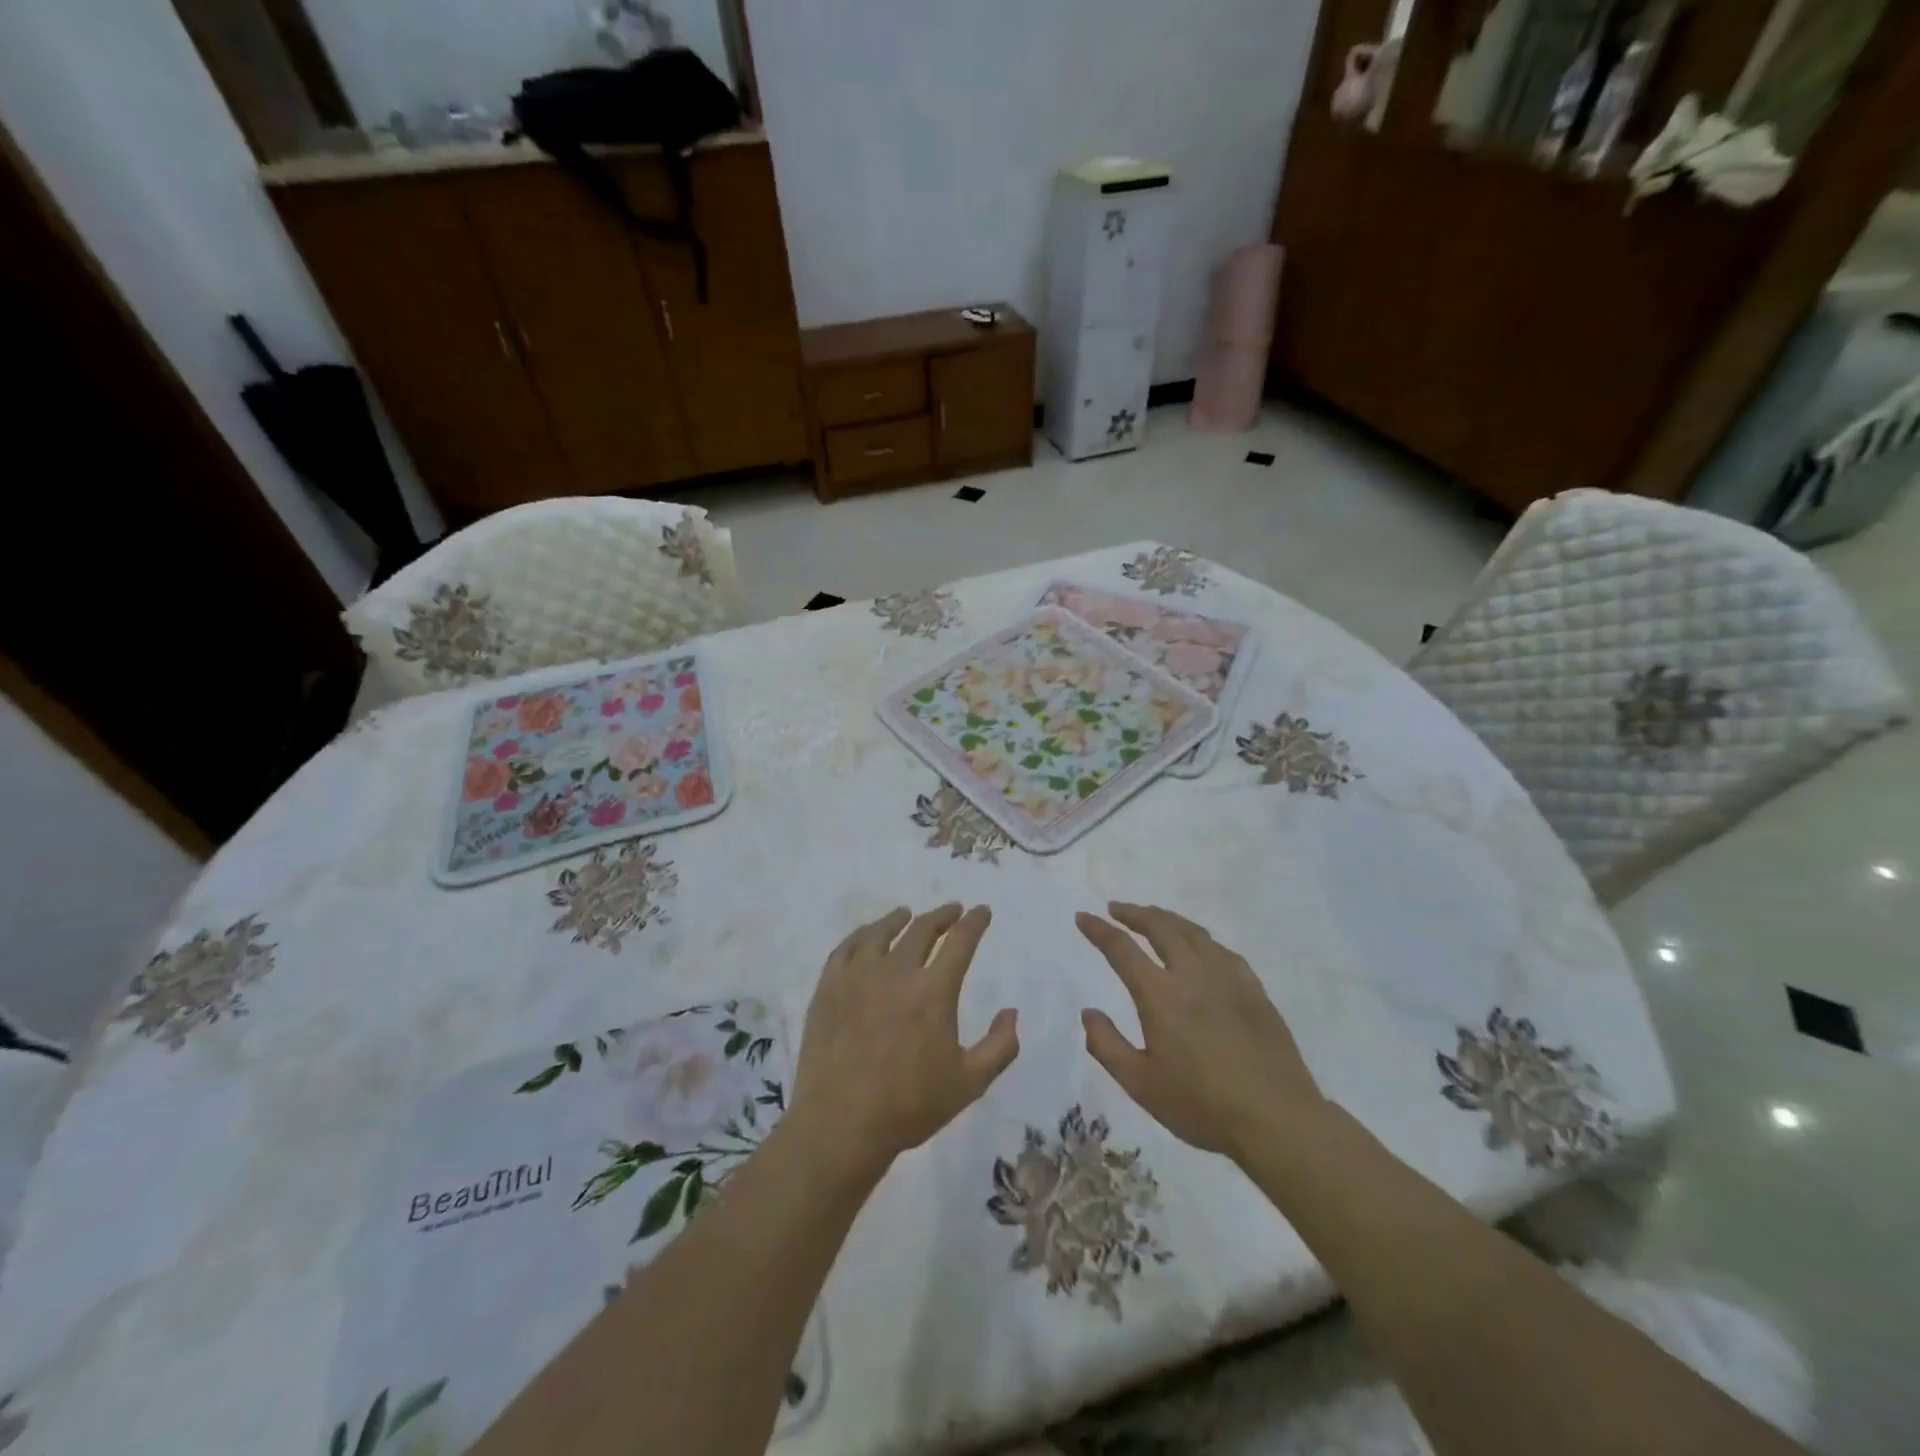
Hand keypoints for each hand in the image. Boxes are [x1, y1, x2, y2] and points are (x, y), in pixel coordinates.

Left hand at [789, 905, 1017, 1178]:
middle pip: (922, 929)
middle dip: (942, 915)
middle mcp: (897, 972)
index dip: (974, 922)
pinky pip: (847, 948)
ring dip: (900, 919)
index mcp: (934, 990)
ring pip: (881, 932)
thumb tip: (1011, 1012)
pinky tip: (867, 937)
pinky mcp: (829, 987)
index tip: (982, 911)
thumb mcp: (970, 1083)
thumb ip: (1000, 1046)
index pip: (960, 941)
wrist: (841, 1124)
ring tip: (907, 914)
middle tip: (952, 911)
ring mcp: (858, 976)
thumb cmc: (910, 1106)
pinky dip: (862, 935)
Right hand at [1077, 903, 1324, 1161]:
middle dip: (1134, 913)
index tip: (1083, 917)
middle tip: (1116, 909)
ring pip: (1193, 932)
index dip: (1099, 930)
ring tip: (1153, 918)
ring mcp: (1228, 979)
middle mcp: (1193, 975)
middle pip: (1161, 927)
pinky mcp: (1254, 990)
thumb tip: (1089, 1012)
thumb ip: (1107, 1045)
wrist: (1277, 1120)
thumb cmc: (1202, 1106)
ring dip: (1167, 919)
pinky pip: (1222, 950)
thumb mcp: (1141, 1085)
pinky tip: (1200, 947)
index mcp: (1160, 995)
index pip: (1122, 949)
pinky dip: (1200, 939)